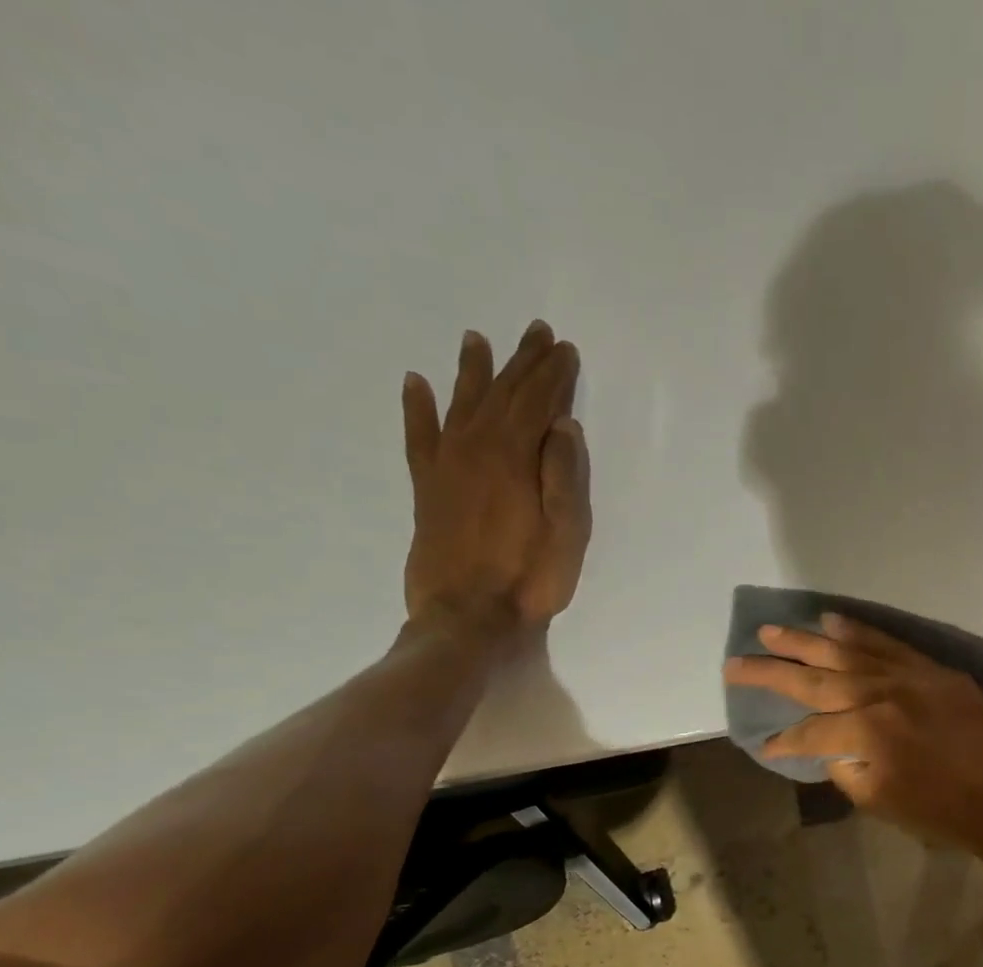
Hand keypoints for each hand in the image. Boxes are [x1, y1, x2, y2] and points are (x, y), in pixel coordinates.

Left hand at [400, 321, 590, 639]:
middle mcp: (476, 448)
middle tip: (535, 332)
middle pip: (502, 393)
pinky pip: (418, 435)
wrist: (467, 617)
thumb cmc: (528, 580)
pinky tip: (415, 383)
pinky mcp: (426, 487)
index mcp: (515, 457)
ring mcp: (446, 465)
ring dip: (472, 371)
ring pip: (461, 403)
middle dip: (522, 361)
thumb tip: (563, 424)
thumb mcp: (566, 534)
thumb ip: (565, 476)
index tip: (564, 349)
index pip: (538, 402)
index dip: (554, 374)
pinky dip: (417, 407)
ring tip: (476, 339)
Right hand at [723, 615, 982, 852]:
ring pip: (847, 651)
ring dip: (806, 641)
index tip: (767, 745)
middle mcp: (881, 694)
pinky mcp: (933, 670)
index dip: (784, 741)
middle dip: (771, 670)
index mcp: (866, 734)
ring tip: (773, 631)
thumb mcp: (879, 801)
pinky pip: (889, 644)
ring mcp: (909, 676)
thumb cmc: (941, 813)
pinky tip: (832, 621)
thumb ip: (844, 768)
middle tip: (736, 661)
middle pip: (815, 679)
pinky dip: (859, 631)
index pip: (809, 731)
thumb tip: (827, 746)